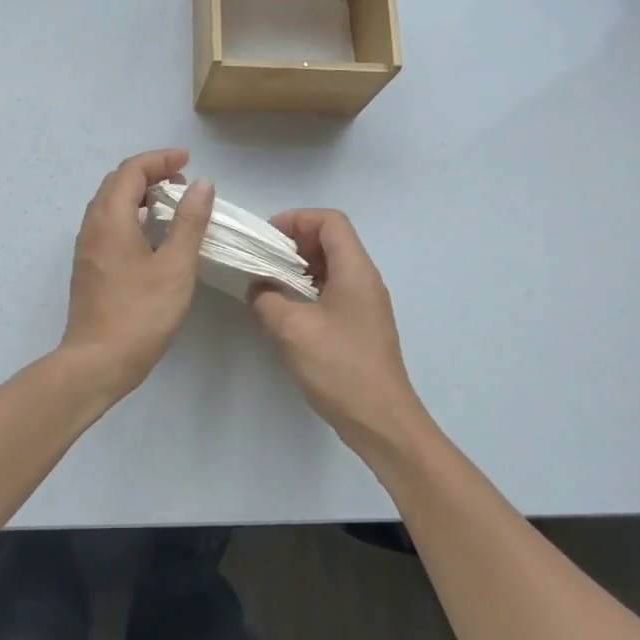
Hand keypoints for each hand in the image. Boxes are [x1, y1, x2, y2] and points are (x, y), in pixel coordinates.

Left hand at [58, 149, 214, 402]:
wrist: (97, 361)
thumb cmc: (140, 313)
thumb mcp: (175, 266)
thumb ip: (189, 222)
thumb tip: (201, 184)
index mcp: (110, 218)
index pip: (131, 170)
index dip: (160, 159)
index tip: (188, 162)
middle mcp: (92, 225)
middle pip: (117, 182)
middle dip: (149, 173)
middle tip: (182, 182)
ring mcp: (87, 247)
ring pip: (110, 204)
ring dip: (139, 194)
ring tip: (171, 205)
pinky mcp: (89, 266)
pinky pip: (108, 224)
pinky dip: (131, 215)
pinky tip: (153, 236)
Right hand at [249, 209, 426, 453]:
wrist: (380, 420)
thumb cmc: (339, 367)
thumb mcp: (291, 329)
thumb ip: (266, 298)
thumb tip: (258, 286)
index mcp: (355, 270)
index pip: (330, 221)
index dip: (297, 219)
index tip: (267, 236)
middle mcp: (365, 280)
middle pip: (332, 240)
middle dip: (295, 242)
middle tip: (262, 258)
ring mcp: (365, 304)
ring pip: (332, 267)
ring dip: (300, 268)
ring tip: (268, 282)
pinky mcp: (361, 326)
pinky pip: (333, 291)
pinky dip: (308, 289)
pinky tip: (286, 310)